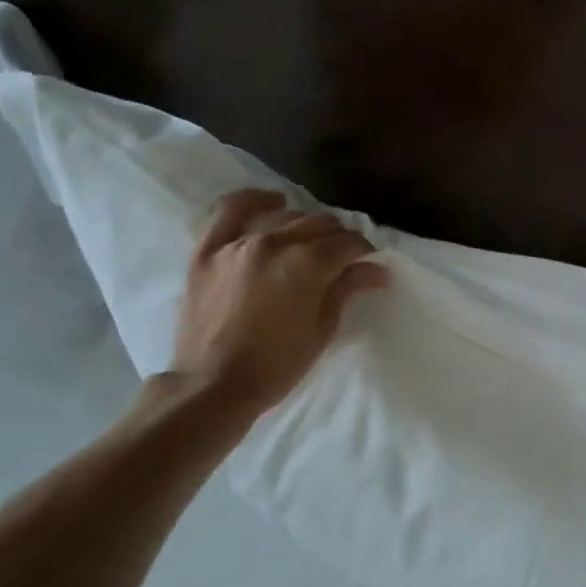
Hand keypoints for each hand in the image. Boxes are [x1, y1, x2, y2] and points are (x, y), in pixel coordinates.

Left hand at [169, 189, 388, 416]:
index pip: (348, 243)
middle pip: (320, 225)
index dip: (364, 253)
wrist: (213, 385)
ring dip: (305, 225)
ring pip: (285, 217)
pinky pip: (230, 210)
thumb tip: (376, 269)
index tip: (369, 265)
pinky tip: (272, 201)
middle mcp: (275, 243)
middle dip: (339, 239)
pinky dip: (254, 201)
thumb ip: (346, 290)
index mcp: (307, 265)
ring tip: (310, 242)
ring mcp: (238, 243)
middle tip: (343, 259)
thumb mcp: (322, 330)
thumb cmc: (276, 365)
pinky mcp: (209, 250)